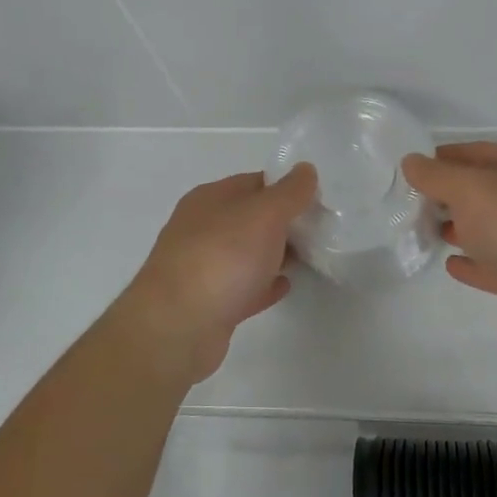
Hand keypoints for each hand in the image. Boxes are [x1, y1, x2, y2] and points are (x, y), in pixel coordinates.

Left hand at [115, 165, 317, 383]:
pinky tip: (285, 286)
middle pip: (250, 218)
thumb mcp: (264, 213)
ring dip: (275, 253)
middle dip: (283, 223)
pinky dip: (264, 284)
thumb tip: (305, 169)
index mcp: (210, 199)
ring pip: (246, 253)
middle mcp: (202, 228)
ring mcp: (202, 267)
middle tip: (318, 231)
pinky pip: (243, 287)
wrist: (178, 327)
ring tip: (308, 258)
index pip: (254, 182)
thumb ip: (289, 192)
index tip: (317, 200)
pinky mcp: (208, 304)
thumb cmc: (223, 257)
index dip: (286, 188)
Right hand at [402, 142, 496, 359]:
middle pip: (483, 190)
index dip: (443, 157)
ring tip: (423, 231)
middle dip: (447, 195)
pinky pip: (495, 265)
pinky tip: (450, 264)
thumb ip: (437, 176)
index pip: (477, 152)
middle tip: (410, 204)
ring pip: (489, 228)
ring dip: (459, 229)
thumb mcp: (471, 189)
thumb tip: (411, 161)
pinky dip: (473, 263)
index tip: (410, 169)